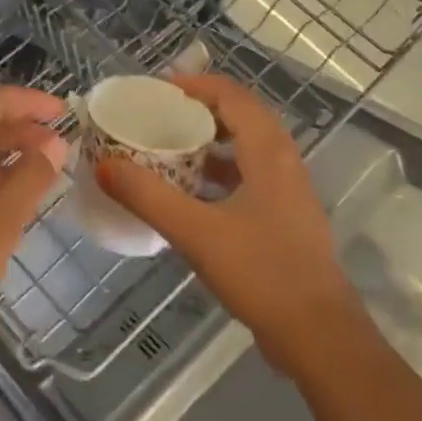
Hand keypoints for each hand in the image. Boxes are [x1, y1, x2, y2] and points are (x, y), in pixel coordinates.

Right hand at [95, 73, 360, 375]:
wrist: (318, 334)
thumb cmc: (261, 272)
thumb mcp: (196, 232)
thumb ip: (148, 196)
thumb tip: (103, 165)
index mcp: (268, 152)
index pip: (232, 96)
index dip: (196, 85)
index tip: (157, 89)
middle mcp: (284, 162)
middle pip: (242, 117)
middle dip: (201, 109)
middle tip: (160, 114)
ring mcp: (289, 191)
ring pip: (248, 148)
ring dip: (212, 141)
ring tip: (171, 147)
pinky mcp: (286, 218)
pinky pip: (250, 176)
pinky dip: (221, 172)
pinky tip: (193, 194)